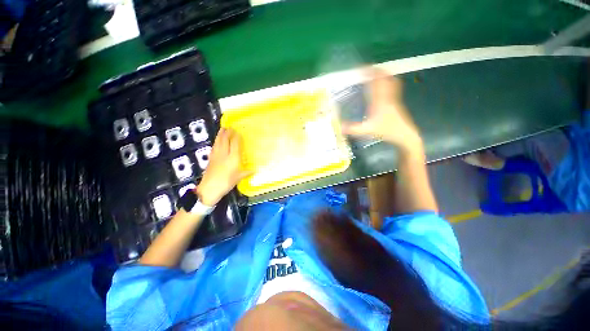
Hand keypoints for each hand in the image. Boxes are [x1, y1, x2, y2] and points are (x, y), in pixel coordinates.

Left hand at [196, 128, 250, 205]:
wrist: (209, 188)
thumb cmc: (226, 183)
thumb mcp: (238, 178)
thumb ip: (246, 173)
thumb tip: (254, 170)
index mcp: (233, 158)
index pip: (234, 144)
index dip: (236, 137)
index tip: (238, 131)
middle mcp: (224, 154)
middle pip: (225, 140)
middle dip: (227, 133)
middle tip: (229, 127)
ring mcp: (216, 155)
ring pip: (218, 142)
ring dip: (220, 135)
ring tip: (222, 129)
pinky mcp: (210, 159)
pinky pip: (214, 147)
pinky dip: (216, 142)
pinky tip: (217, 141)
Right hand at [342, 70, 423, 155]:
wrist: (404, 134)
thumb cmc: (387, 131)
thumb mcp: (368, 130)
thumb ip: (354, 129)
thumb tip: (340, 127)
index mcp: (379, 100)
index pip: (375, 82)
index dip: (369, 72)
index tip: (362, 67)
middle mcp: (387, 96)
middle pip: (385, 78)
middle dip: (377, 70)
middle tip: (368, 68)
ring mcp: (394, 98)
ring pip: (391, 81)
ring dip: (384, 74)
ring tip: (377, 72)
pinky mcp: (397, 102)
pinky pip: (394, 87)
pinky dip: (389, 81)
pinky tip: (386, 84)